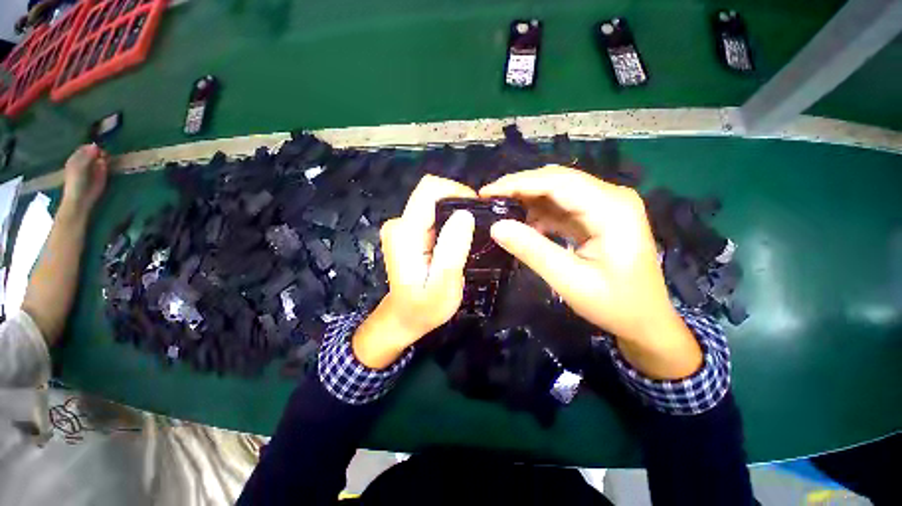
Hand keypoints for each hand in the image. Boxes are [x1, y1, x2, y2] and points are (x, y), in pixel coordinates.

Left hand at [60, 144, 107, 218]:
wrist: (82, 198)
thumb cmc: (76, 182)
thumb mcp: (79, 167)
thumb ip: (87, 156)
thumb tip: (96, 145)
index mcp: (77, 158)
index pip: (86, 147)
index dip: (92, 146)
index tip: (99, 148)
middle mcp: (86, 160)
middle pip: (95, 151)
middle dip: (100, 151)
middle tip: (104, 154)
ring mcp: (95, 166)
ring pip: (102, 156)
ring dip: (105, 156)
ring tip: (106, 159)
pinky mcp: (103, 173)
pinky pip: (107, 164)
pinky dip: (109, 162)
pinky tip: (109, 163)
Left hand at [353, 175, 475, 368]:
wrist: (404, 318)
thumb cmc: (424, 308)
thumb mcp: (443, 285)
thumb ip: (452, 250)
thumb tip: (465, 215)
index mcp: (405, 233)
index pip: (430, 190)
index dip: (457, 191)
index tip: (477, 211)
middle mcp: (400, 223)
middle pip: (433, 194)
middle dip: (459, 204)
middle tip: (477, 228)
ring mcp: (403, 227)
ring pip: (434, 204)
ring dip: (455, 214)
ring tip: (469, 237)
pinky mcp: (409, 232)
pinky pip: (433, 215)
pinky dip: (449, 222)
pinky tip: (457, 240)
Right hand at [480, 166, 700, 378]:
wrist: (646, 321)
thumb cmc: (615, 305)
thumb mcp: (569, 281)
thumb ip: (532, 250)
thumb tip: (496, 227)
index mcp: (611, 208)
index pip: (557, 182)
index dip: (517, 183)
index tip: (486, 193)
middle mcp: (610, 197)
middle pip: (556, 180)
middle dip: (519, 188)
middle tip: (488, 201)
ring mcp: (605, 205)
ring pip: (557, 191)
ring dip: (527, 200)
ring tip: (500, 212)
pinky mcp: (597, 216)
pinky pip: (562, 206)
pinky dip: (539, 213)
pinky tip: (524, 225)